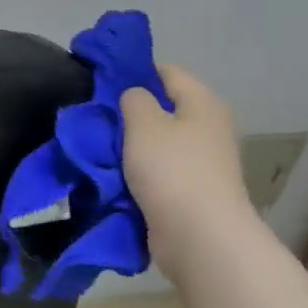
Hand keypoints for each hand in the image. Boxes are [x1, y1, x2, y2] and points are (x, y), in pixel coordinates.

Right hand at [120, 63, 258, 270]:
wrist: (198, 236)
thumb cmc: (171, 170)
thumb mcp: (143, 122)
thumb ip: (134, 99)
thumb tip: (135, 97)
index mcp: (203, 102)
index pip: (167, 72)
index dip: (135, 73)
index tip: (103, 86)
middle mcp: (209, 128)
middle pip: (164, 109)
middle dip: (131, 115)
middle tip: (98, 122)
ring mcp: (203, 162)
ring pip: (159, 144)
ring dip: (133, 148)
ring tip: (101, 151)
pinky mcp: (193, 192)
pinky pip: (160, 173)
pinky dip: (140, 175)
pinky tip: (116, 179)